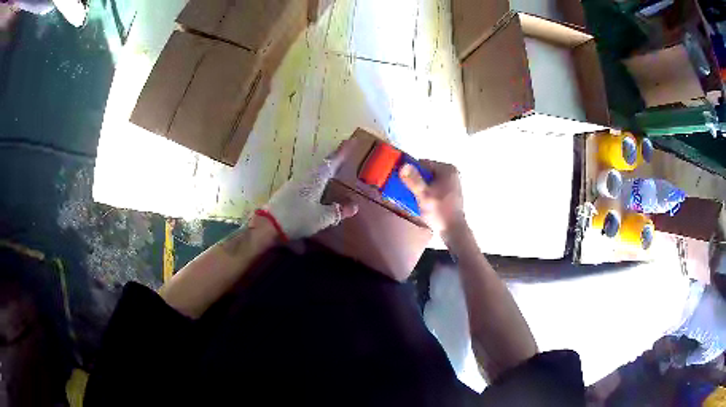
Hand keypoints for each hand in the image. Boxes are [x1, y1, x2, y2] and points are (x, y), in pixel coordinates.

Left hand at [262, 140, 357, 239]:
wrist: (268, 225)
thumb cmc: (298, 218)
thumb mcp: (322, 217)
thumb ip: (338, 211)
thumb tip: (354, 206)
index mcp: (316, 178)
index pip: (333, 161)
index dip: (343, 151)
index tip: (352, 140)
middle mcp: (306, 176)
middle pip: (323, 164)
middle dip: (335, 158)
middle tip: (345, 153)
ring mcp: (295, 183)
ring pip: (315, 171)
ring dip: (325, 168)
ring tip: (334, 168)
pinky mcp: (288, 191)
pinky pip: (308, 180)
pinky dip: (317, 179)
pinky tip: (319, 185)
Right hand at [399, 160, 465, 236]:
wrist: (453, 231)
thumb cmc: (440, 211)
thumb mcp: (424, 195)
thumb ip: (413, 180)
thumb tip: (403, 165)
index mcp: (447, 169)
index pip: (423, 163)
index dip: (411, 172)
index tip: (402, 181)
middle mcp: (451, 173)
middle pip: (426, 172)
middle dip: (415, 181)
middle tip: (407, 191)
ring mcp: (451, 183)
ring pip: (429, 181)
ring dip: (420, 188)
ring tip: (413, 198)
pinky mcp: (450, 193)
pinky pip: (433, 188)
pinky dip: (426, 193)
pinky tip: (421, 202)